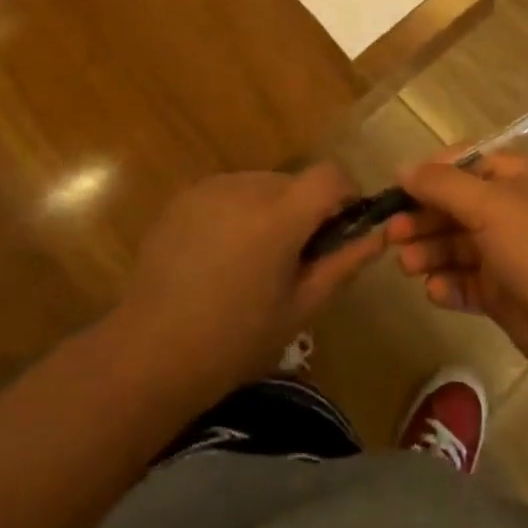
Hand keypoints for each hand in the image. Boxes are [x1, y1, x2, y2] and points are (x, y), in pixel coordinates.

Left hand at [116, 164, 383, 398]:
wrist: (149, 352)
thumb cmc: (234, 340)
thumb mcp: (300, 308)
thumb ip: (342, 264)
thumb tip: (378, 236)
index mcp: (279, 215)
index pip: (330, 175)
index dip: (345, 196)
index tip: (338, 231)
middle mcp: (246, 187)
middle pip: (294, 182)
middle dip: (304, 211)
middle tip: (292, 260)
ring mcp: (211, 188)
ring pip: (261, 186)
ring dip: (270, 211)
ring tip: (251, 262)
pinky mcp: (185, 197)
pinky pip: (229, 193)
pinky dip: (237, 213)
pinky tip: (219, 257)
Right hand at [386, 151, 527, 387]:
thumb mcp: (491, 206)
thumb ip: (443, 185)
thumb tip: (403, 168)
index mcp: (515, 177)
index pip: (463, 165)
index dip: (429, 176)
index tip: (397, 192)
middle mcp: (510, 210)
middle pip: (454, 207)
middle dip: (422, 219)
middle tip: (391, 236)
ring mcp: (508, 254)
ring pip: (456, 246)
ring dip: (429, 252)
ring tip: (407, 266)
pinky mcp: (505, 294)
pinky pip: (467, 282)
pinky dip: (449, 285)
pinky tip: (436, 291)